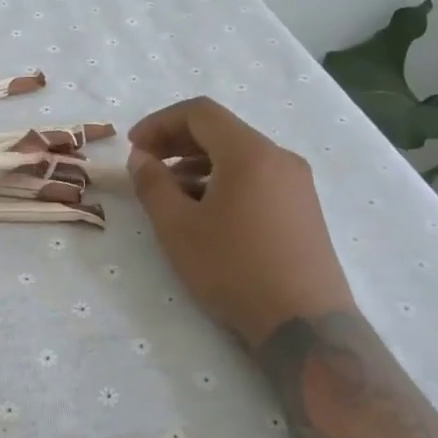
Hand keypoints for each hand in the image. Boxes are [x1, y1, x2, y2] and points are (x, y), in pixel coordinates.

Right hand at [128, 97, 352, 344]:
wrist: (304, 324)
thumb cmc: (234, 269)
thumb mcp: (178, 227)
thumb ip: (152, 184)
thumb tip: (141, 158)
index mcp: (249, 153)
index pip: (199, 112)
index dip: (159, 122)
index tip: (133, 147)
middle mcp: (279, 157)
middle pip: (221, 130)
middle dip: (177, 141)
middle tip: (145, 165)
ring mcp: (296, 183)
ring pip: (238, 155)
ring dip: (198, 163)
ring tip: (169, 192)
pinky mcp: (303, 208)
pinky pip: (256, 177)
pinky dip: (223, 180)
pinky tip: (204, 211)